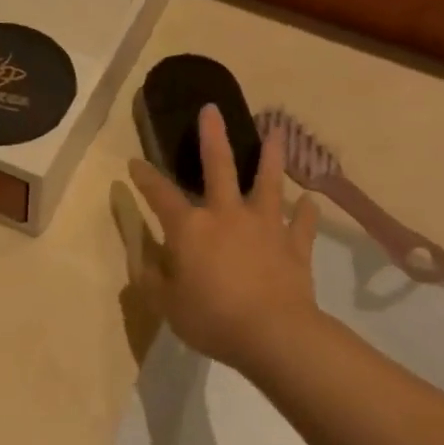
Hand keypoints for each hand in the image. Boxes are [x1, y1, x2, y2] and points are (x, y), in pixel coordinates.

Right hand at [127, 104, 323, 378]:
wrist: (273, 334)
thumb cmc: (210, 318)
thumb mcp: (166, 303)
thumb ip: (153, 277)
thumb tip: (146, 259)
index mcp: (190, 228)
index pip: (160, 194)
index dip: (145, 177)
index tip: (134, 163)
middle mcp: (226, 215)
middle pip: (219, 167)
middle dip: (213, 137)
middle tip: (212, 110)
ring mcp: (264, 227)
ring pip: (268, 183)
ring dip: (271, 157)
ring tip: (275, 133)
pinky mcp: (294, 245)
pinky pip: (302, 223)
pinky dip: (305, 212)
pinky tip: (309, 202)